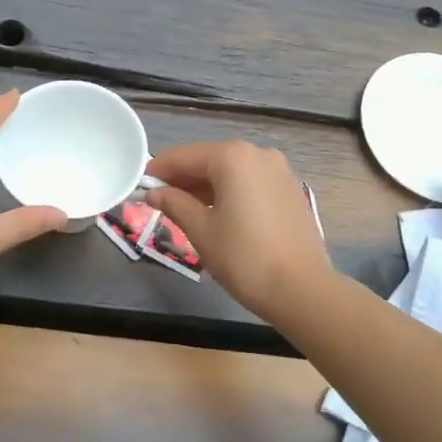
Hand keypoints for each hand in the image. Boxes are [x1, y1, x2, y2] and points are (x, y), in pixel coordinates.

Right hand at [145, 141, 331, 319]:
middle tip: (160, 201)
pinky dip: (231, 192)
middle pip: (210, 160)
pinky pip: (251, 183)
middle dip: (184, 179)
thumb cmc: (244, 257)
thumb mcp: (201, 230)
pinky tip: (219, 214)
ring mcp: (279, 170)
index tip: (141, 185)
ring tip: (186, 211)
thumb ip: (175, 204)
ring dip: (207, 187)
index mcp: (232, 157)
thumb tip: (155, 193)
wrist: (301, 288)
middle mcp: (258, 154)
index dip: (160, 170)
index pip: (185, 156)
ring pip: (232, 172)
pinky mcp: (290, 190)